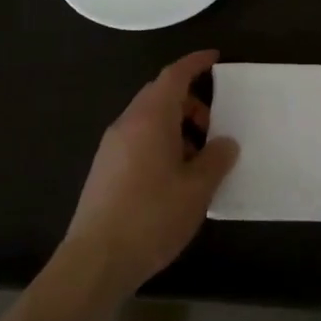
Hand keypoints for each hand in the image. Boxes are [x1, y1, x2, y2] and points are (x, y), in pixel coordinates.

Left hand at [59, 50, 239, 300]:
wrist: (95, 261)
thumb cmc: (152, 216)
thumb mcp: (197, 189)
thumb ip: (216, 159)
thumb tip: (225, 143)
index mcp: (151, 118)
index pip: (174, 75)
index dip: (195, 63)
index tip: (216, 58)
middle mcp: (127, 123)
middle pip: (160, 94)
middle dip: (190, 101)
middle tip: (214, 124)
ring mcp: (111, 146)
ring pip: (148, 118)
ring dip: (175, 125)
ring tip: (197, 157)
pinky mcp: (104, 169)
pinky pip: (137, 139)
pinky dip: (159, 142)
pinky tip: (174, 176)